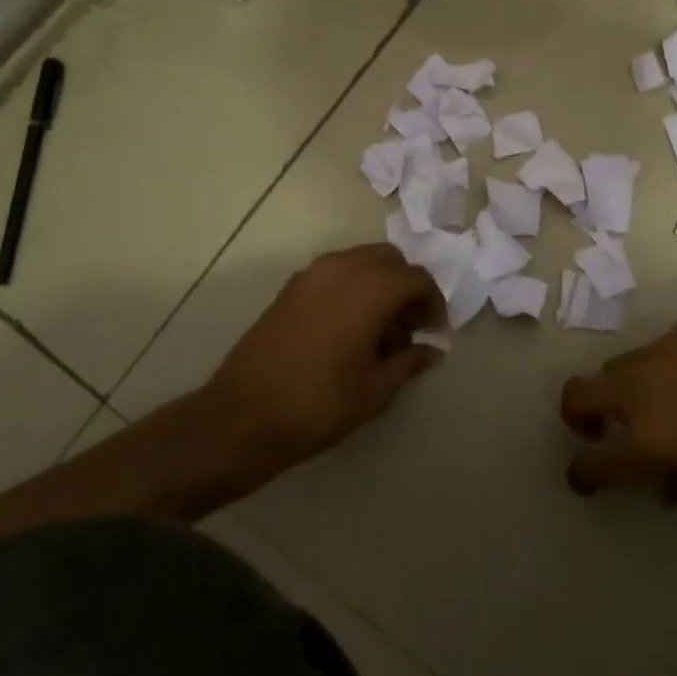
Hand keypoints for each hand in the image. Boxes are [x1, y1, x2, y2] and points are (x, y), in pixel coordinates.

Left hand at [204, 244, 444, 469]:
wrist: (242, 415)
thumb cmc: (317, 405)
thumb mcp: (374, 391)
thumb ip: (409, 363)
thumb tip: (432, 351)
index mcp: (369, 289)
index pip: (416, 278)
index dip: (433, 302)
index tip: (434, 331)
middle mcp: (342, 268)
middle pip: (390, 260)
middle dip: (406, 287)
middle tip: (409, 327)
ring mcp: (312, 274)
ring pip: (361, 261)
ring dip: (380, 285)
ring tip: (379, 332)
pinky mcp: (291, 287)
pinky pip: (336, 272)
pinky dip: (353, 287)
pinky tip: (349, 329)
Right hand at [560, 313, 676, 500]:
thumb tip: (663, 486)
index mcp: (648, 439)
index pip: (590, 462)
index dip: (582, 475)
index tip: (587, 479)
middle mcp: (639, 391)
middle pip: (576, 395)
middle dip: (576, 416)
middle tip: (601, 429)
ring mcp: (657, 350)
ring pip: (614, 367)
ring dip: (621, 389)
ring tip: (659, 400)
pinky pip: (657, 348)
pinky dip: (662, 367)